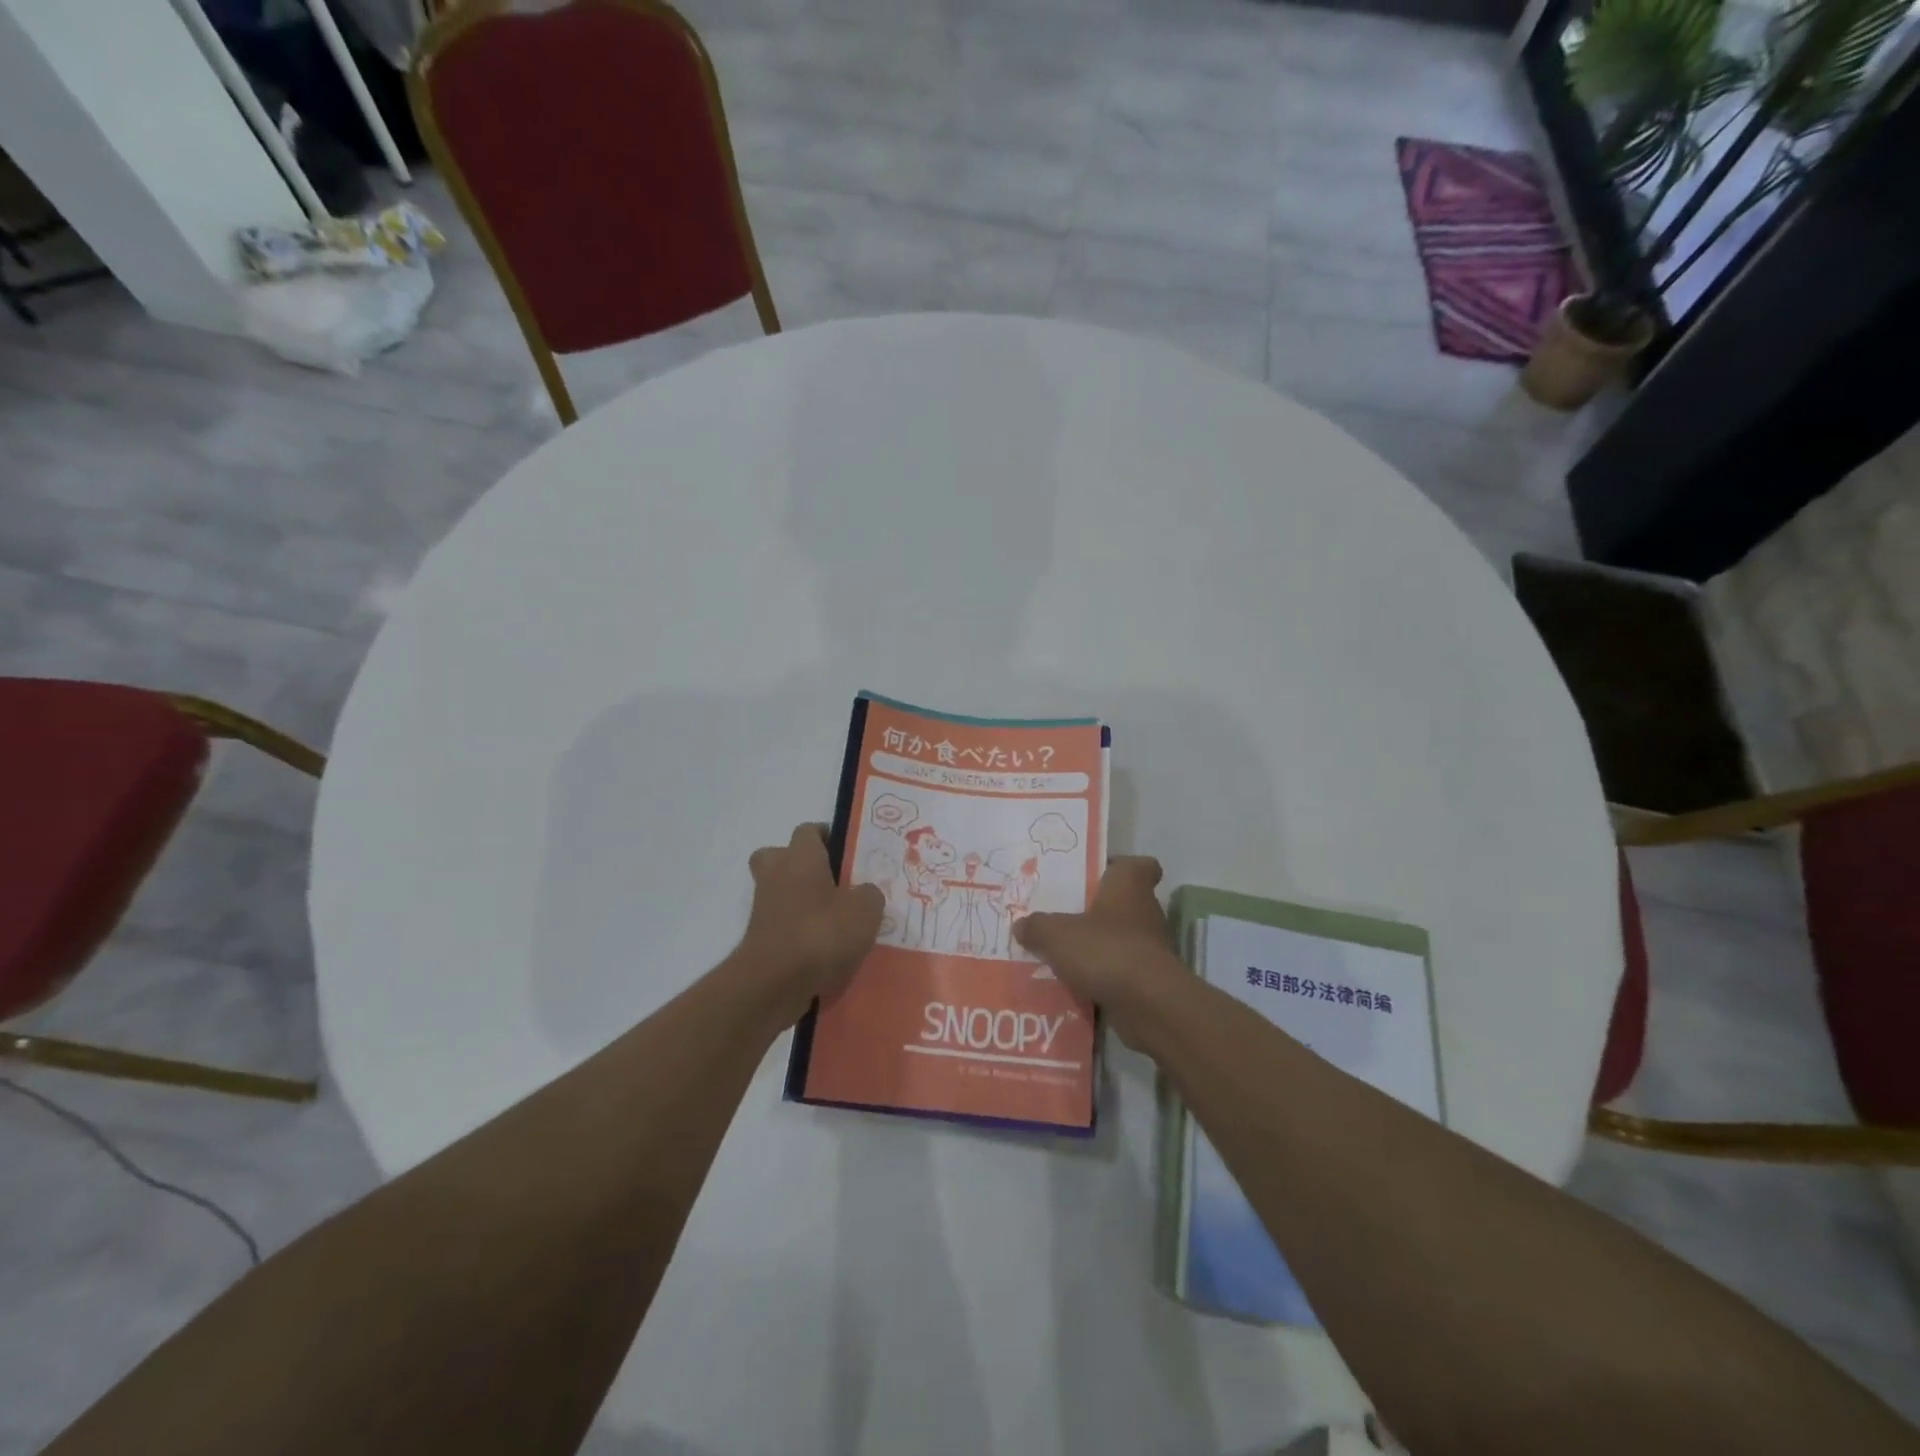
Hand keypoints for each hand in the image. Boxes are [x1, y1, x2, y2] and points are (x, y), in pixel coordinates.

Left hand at [738, 824, 883, 1023]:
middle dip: (803, 866)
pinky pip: (784, 927)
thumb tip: (864, 893)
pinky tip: (829, 952)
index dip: (828, 837)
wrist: (774, 984)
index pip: (809, 830)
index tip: (849, 853)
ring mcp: (764, 908)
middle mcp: (776, 875)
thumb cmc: (821, 933)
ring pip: (782, 893)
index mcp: (800, 857)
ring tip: (839, 923)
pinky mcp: (760, 940)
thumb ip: (870, 894)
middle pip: (782, 857)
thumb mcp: (866, 909)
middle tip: (834, 883)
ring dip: (804, 903)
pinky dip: (801, 934)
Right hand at [1014, 857, 1183, 1044]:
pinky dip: (1103, 976)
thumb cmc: (1105, 950)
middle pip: (1124, 903)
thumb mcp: (1056, 934)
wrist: (1149, 1005)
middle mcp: (1145, 911)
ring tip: (1062, 955)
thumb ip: (1037, 927)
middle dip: (1097, 911)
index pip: (1140, 865)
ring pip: (1121, 938)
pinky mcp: (1150, 980)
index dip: (1120, 867)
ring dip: (1098, 946)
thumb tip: (1021, 925)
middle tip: (1063, 918)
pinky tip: (1074, 985)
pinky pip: (1121, 971)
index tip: (1096, 876)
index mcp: (1129, 886)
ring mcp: (1151, 947)